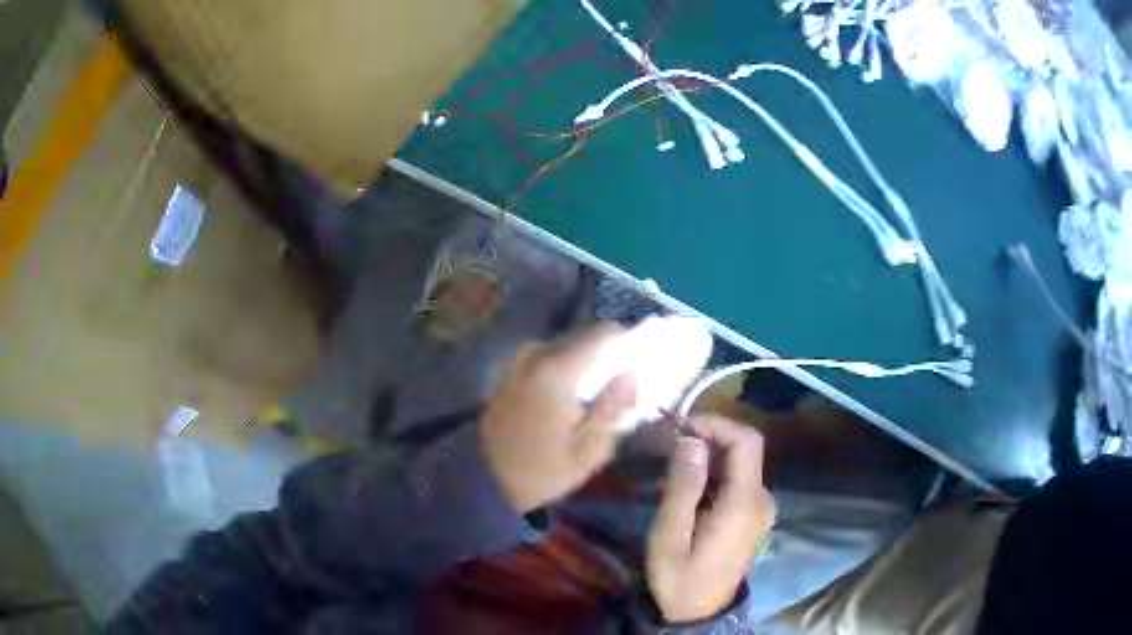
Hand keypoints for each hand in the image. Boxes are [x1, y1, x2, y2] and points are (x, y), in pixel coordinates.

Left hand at [480, 323, 637, 512]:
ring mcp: (521, 358)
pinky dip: (569, 366)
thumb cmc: (541, 470)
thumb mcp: (589, 450)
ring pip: (570, 344)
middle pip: (588, 335)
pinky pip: (551, 353)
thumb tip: (636, 371)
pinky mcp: (512, 367)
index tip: (643, 367)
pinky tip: (572, 396)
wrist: (484, 478)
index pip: (607, 333)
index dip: (631, 344)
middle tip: (624, 386)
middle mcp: (538, 353)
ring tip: (599, 395)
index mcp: (558, 370)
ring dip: (590, 361)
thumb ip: (616, 406)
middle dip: (611, 354)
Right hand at [646, 415, 776, 623]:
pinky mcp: (751, 515)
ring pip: (737, 464)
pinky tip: (682, 487)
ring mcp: (759, 508)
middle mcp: (761, 499)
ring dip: (705, 456)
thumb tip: (691, 440)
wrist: (698, 613)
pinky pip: (734, 481)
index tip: (680, 427)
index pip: (746, 442)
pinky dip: (710, 474)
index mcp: (744, 503)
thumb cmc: (679, 578)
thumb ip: (683, 486)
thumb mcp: (670, 536)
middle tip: (665, 444)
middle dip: (705, 438)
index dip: (716, 424)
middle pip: (742, 450)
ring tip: (666, 466)